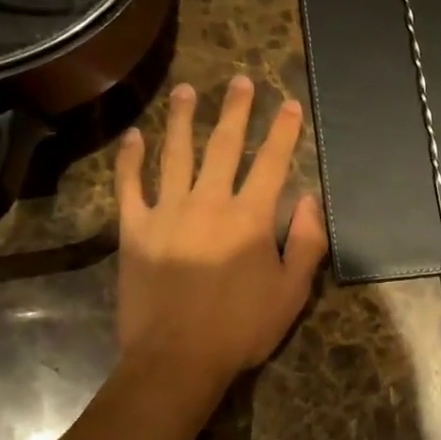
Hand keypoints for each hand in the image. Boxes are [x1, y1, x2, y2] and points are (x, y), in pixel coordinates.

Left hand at [115, 75, 327, 379]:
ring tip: (188, 91)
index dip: (282, 131)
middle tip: (240, 81)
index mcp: (251, 217)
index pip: (271, 162)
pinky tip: (133, 136)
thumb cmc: (241, 328)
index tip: (288, 103)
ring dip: (183, 119)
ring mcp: (166, 212)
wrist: (177, 358)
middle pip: (223, 146)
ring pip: (175, 154)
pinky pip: (130, 186)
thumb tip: (310, 199)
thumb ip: (307, 243)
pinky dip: (130, 159)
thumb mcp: (292, 292)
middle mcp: (208, 202)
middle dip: (235, 110)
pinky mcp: (134, 230)